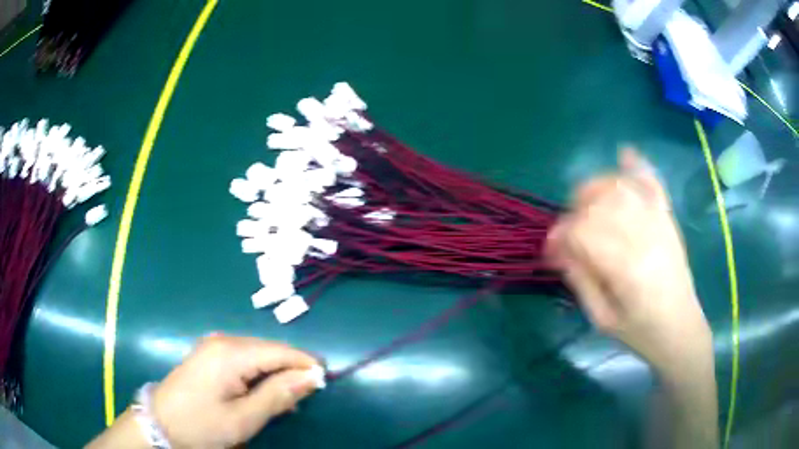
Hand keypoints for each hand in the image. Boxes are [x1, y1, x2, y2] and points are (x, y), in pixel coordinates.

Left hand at [87, 335, 322, 448]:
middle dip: (291, 370)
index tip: (325, 381)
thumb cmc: (202, 424)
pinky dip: (259, 375)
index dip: (305, 364)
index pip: (280, 351)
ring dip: (275, 375)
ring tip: (287, 400)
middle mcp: (223, 341)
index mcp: (231, 352)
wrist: (160, 423)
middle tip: (305, 397)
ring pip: (258, 355)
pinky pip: (244, 359)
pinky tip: (262, 393)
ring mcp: (214, 346)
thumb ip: (278, 396)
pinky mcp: (209, 355)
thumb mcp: (244, 418)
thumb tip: (311, 378)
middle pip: (269, 350)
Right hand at [546, 149, 711, 374]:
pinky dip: (637, 167)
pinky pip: (653, 183)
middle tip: (567, 234)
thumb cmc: (640, 332)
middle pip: (599, 203)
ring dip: (596, 188)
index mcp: (627, 268)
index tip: (549, 250)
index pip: (583, 232)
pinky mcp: (668, 219)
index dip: (559, 236)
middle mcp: (644, 236)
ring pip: (621, 187)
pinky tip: (624, 155)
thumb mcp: (602, 319)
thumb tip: (560, 249)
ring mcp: (659, 223)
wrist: (680, 329)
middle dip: (574, 212)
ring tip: (585, 205)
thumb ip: (581, 280)